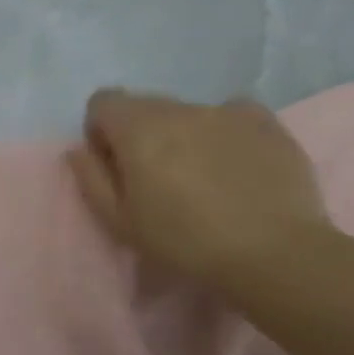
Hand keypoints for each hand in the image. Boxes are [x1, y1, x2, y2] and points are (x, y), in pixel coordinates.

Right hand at [67, 89, 336, 293]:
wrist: (275, 253)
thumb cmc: (183, 240)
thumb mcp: (119, 220)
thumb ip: (91, 178)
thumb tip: (79, 150)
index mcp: (138, 129)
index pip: (103, 101)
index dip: (101, 130)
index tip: (115, 164)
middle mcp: (179, 109)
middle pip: (144, 105)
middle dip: (140, 132)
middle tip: (155, 176)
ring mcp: (227, 112)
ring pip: (187, 112)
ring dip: (181, 134)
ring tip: (201, 175)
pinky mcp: (267, 123)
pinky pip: (232, 113)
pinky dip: (224, 131)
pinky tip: (234, 163)